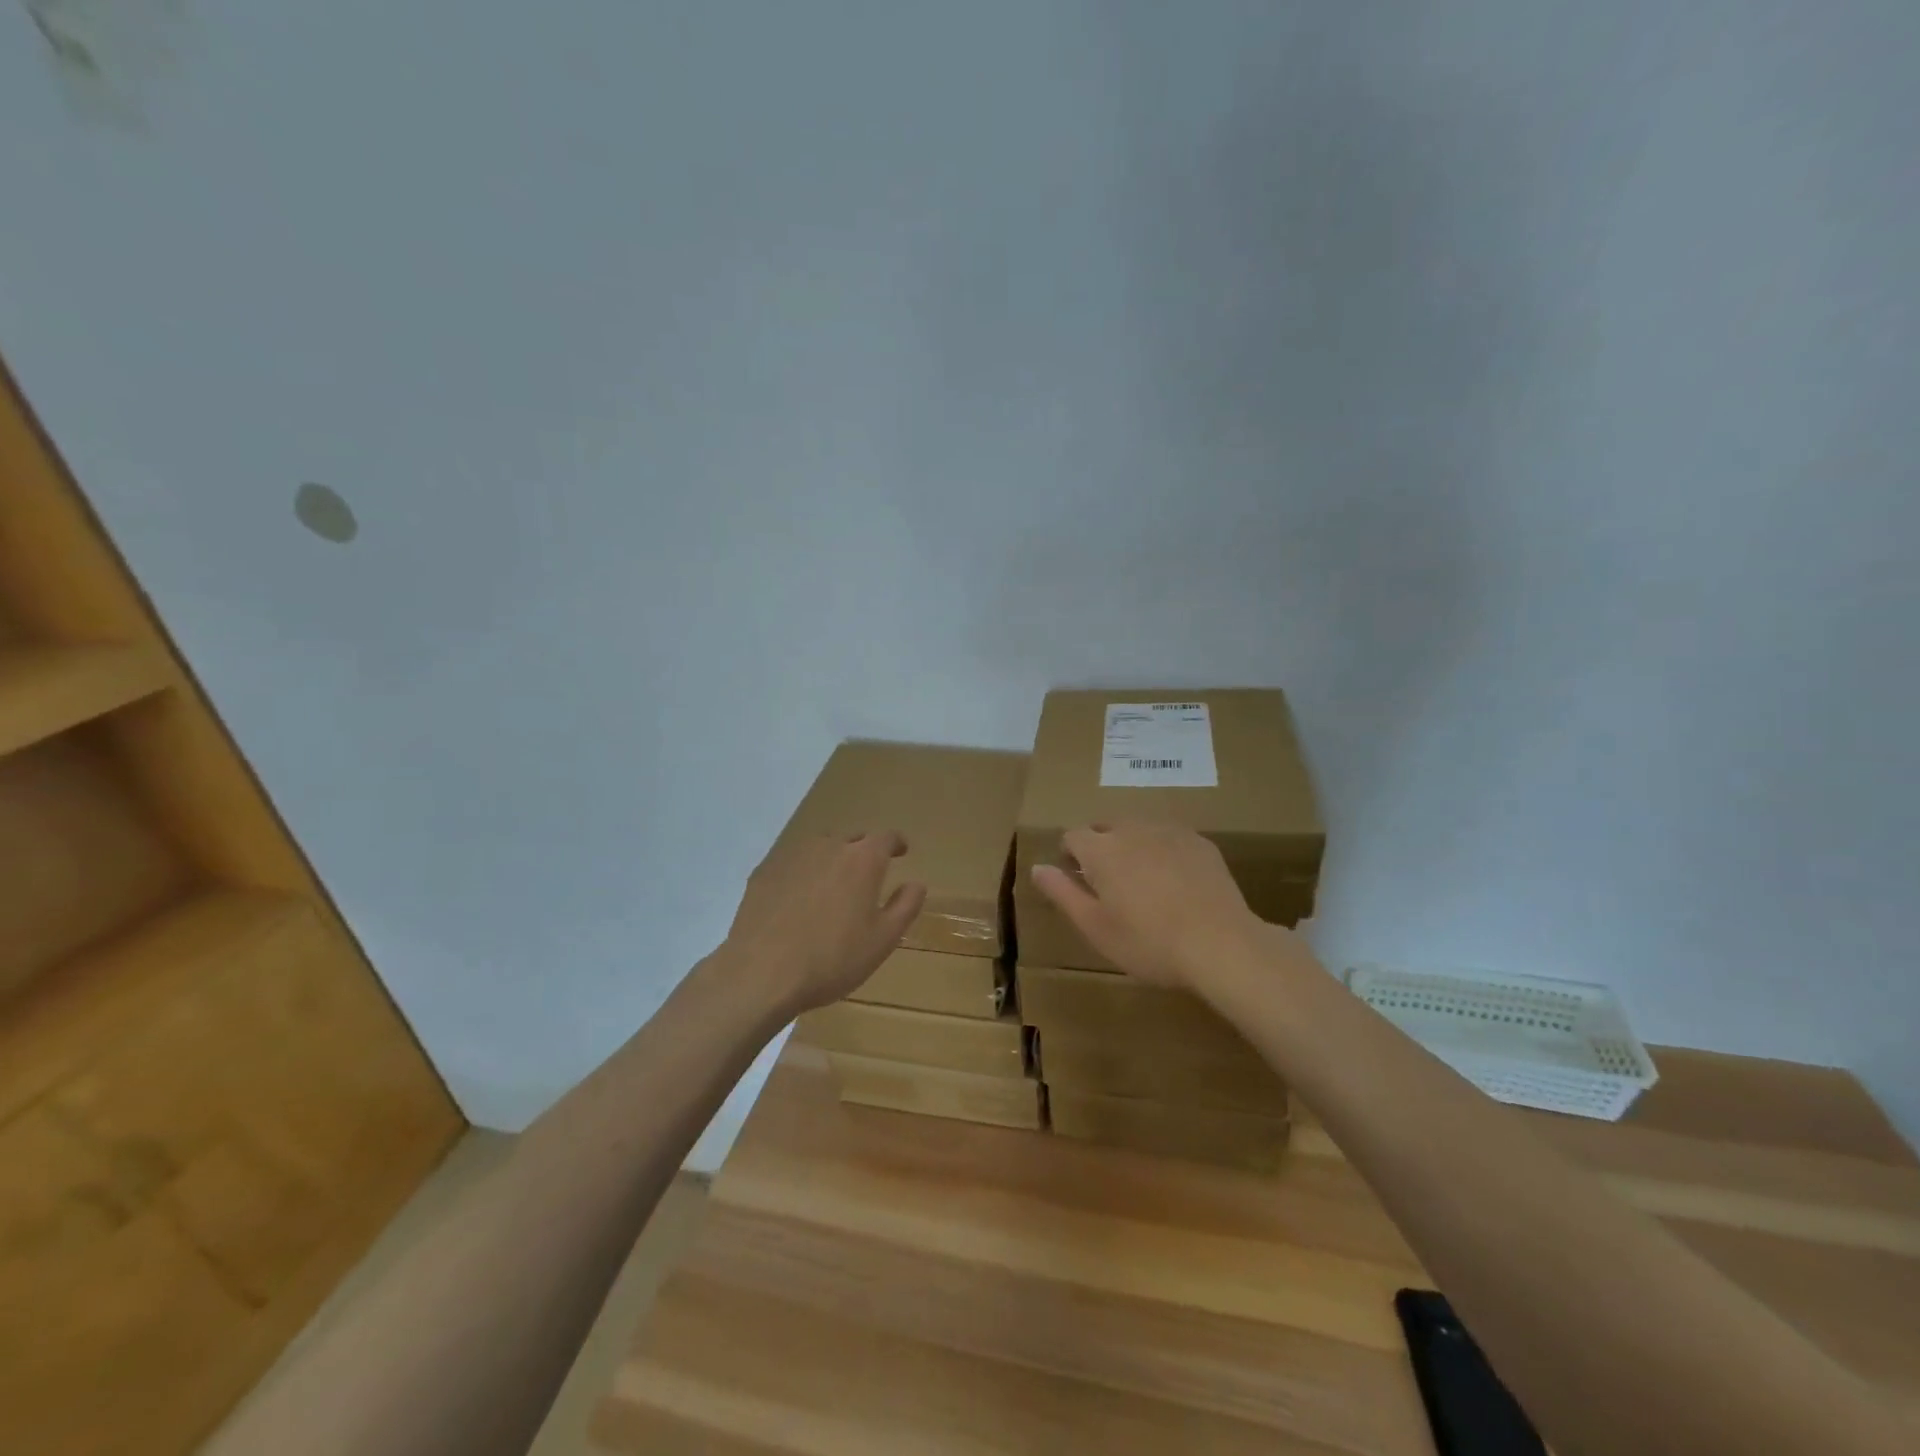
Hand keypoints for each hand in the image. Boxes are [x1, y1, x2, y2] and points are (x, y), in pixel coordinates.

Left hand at [722, 831, 926, 1018]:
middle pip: (852, 838)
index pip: (886, 837)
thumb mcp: (883, 940)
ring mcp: (792, 855)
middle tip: (867, 874)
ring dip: (831, 859)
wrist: (761, 973)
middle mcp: (829, 846)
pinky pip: (792, 863)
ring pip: (820, 848)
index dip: (896, 843)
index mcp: (862, 860)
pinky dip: (802, 873)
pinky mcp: (765, 871)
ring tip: (832, 885)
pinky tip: (798, 899)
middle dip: (863, 851)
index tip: (901, 851)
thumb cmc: (832, 959)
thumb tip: (916, 883)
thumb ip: (905, 906)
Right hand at [1030, 822, 1272, 988]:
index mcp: (1101, 850)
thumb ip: (1062, 893)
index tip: (1077, 879)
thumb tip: (1037, 867)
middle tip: (1109, 884)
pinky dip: (1162, 851)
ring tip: (1141, 882)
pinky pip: (1169, 837)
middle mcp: (1132, 830)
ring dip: (1131, 846)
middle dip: (1100, 846)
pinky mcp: (1200, 842)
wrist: (1221, 944)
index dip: (1069, 854)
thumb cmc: (1149, 942)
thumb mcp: (1095, 926)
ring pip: (1139, 829)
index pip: (1072, 835)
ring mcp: (1170, 832)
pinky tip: (1175, 882)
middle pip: (1106, 827)